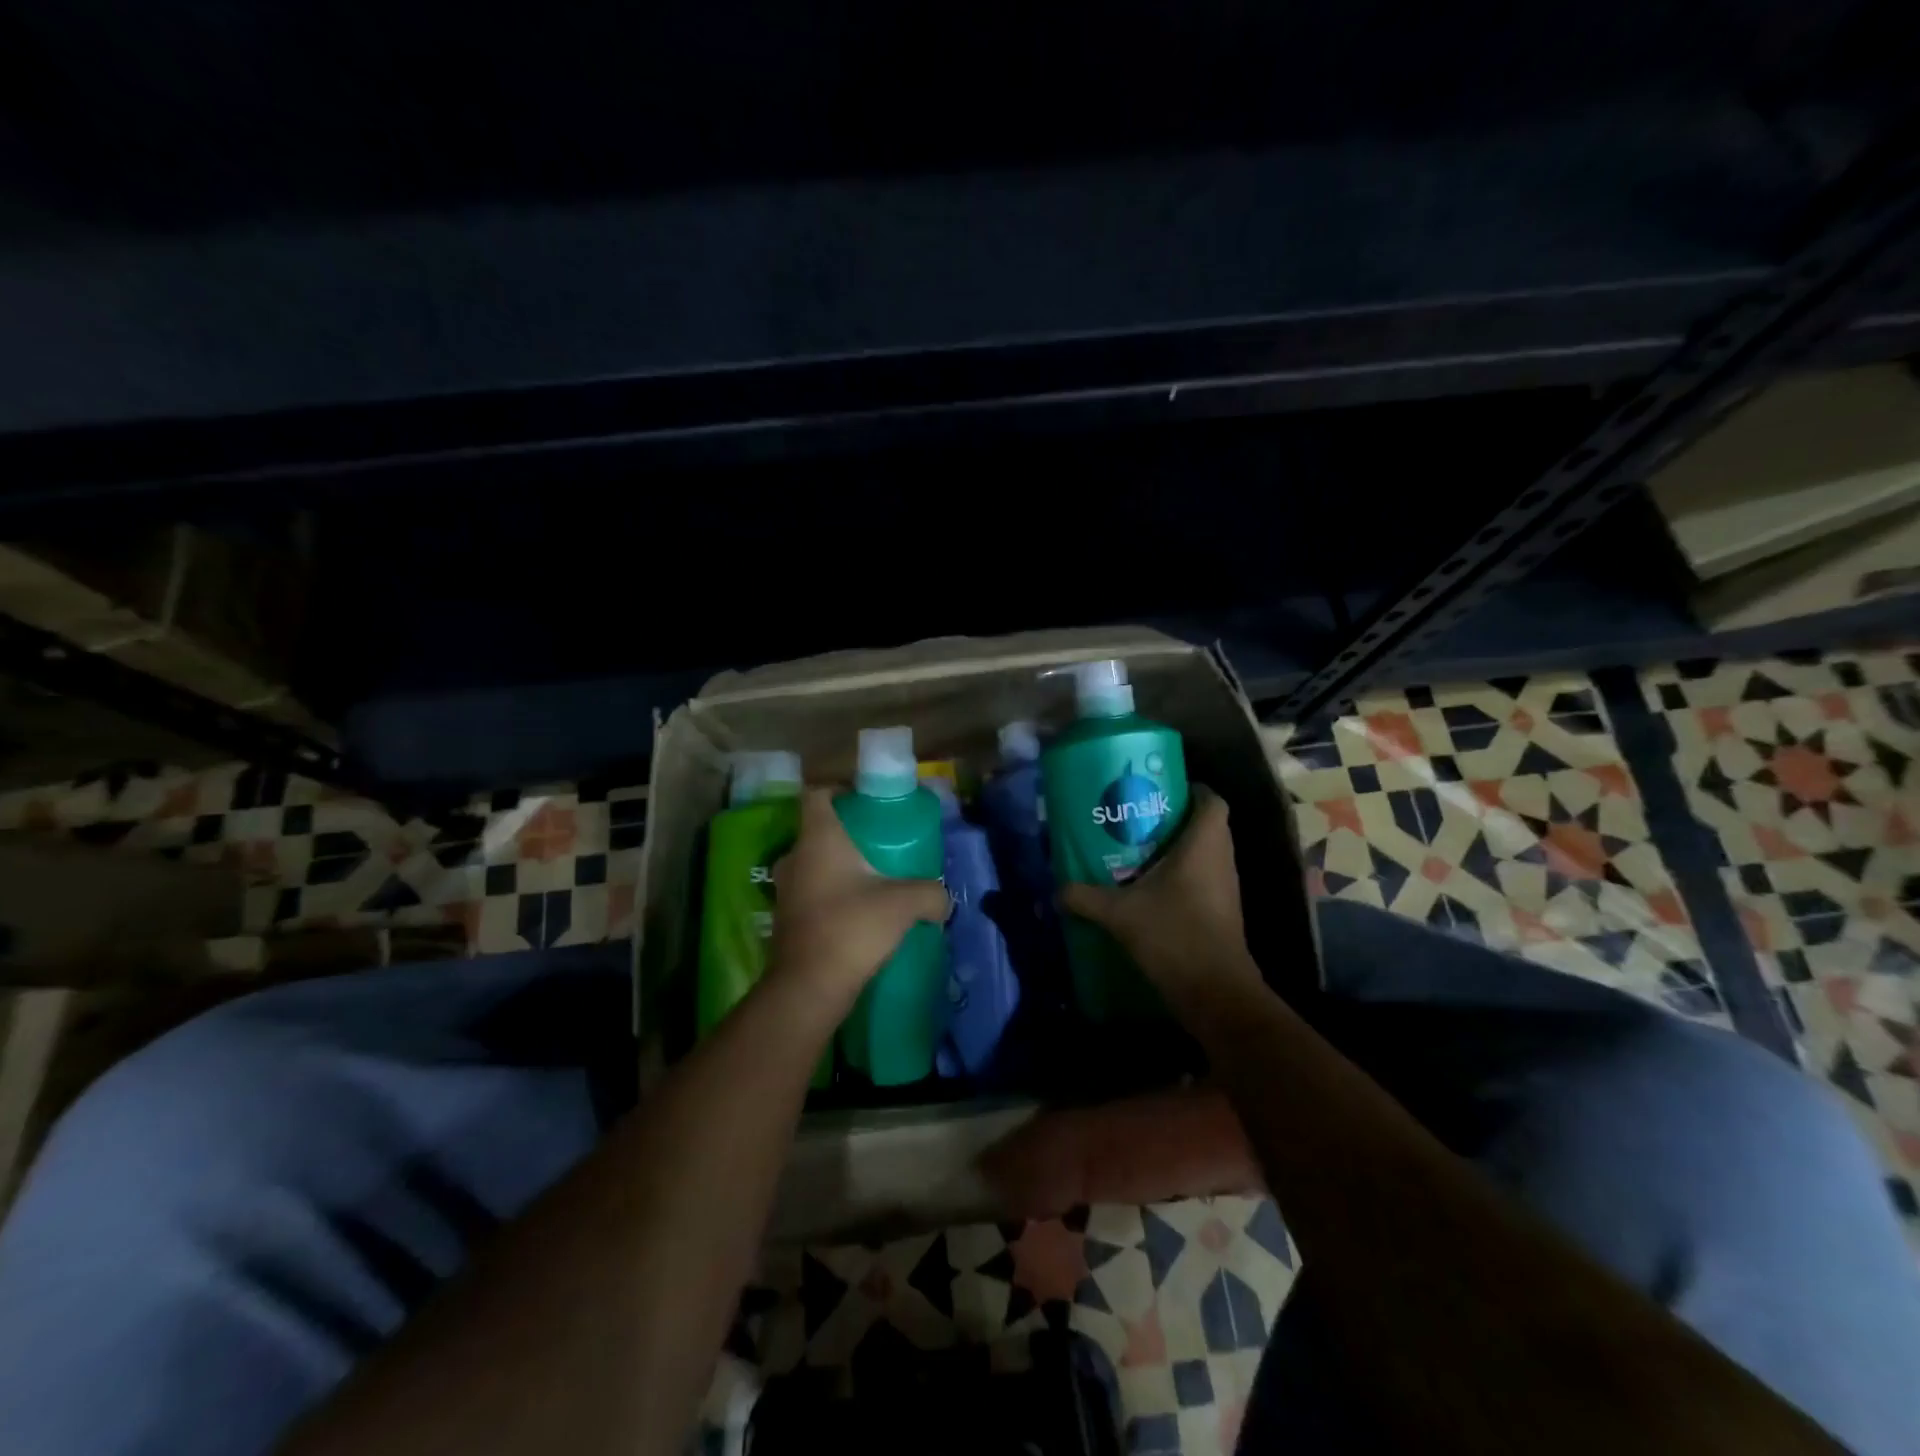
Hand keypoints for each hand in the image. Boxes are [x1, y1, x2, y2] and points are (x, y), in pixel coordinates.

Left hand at [769, 788, 949, 1005]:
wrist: (809, 987)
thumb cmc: (852, 928)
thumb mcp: (904, 904)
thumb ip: (930, 893)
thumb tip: (944, 899)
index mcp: (818, 839)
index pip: (816, 794)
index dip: (838, 790)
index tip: (865, 800)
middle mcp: (795, 857)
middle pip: (817, 830)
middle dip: (847, 834)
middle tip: (879, 844)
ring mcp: (786, 889)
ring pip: (813, 864)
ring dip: (838, 868)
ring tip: (872, 879)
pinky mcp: (786, 919)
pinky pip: (811, 893)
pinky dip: (831, 895)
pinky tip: (858, 912)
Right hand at [1058, 787, 1261, 1011]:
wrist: (1215, 992)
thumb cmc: (1174, 935)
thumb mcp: (1120, 913)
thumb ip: (1086, 897)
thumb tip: (1056, 890)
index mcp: (1204, 845)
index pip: (1212, 801)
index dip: (1192, 790)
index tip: (1161, 790)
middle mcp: (1221, 860)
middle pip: (1207, 826)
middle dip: (1175, 819)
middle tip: (1138, 818)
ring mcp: (1225, 889)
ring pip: (1205, 855)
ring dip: (1178, 850)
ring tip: (1137, 850)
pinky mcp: (1221, 912)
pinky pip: (1203, 880)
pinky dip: (1181, 877)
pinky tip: (1148, 888)